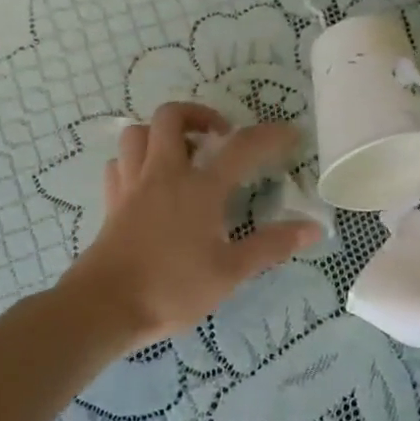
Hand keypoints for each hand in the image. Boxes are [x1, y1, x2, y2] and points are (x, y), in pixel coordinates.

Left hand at [64, 103, 320, 350]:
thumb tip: (313, 228)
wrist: (106, 306)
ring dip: (160, 133)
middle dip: (199, 114)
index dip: (270, 136)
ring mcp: (132, 185)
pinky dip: (135, 160)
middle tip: (219, 136)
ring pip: (138, 133)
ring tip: (182, 153)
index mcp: (199, 188)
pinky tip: (148, 180)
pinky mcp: (111, 202)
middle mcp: (163, 174)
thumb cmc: (172, 288)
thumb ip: (271, 246)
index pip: (241, 148)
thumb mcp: (230, 272)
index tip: (290, 134)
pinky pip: (119, 163)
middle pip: (172, 117)